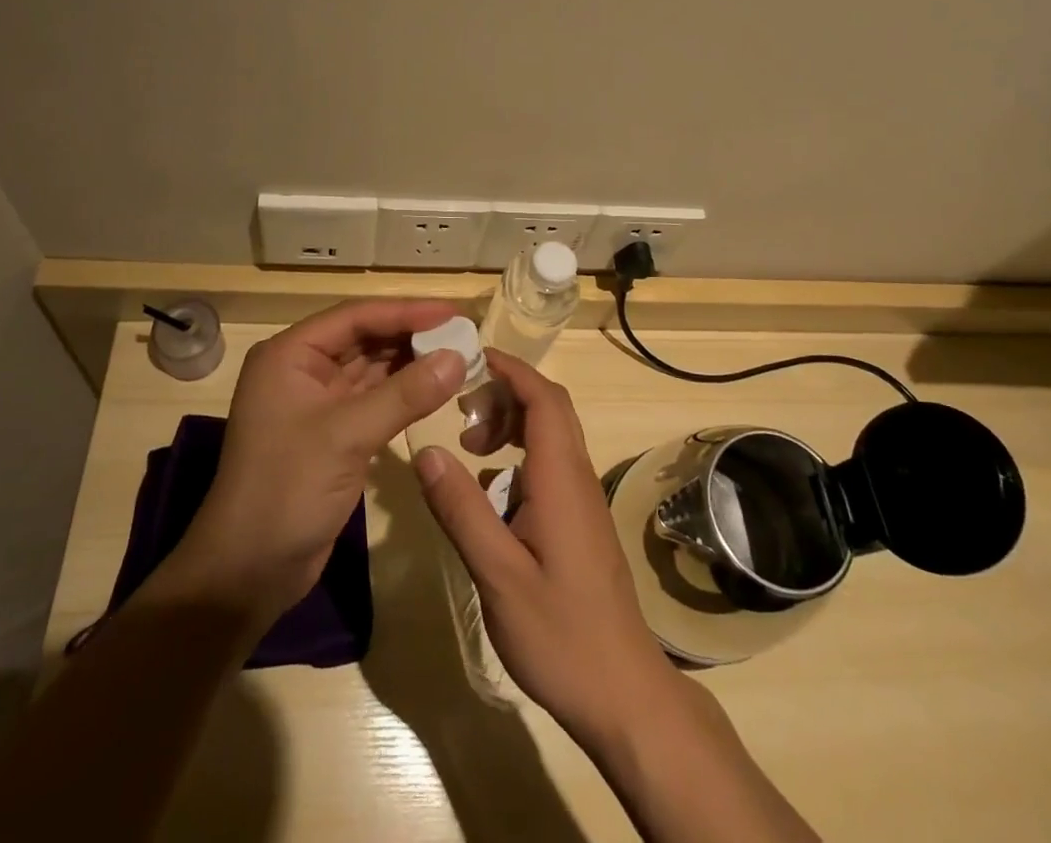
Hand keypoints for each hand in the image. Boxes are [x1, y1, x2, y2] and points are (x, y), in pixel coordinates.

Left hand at [164, 299, 466, 622]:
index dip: (406, 311)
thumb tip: (459, 357)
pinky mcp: (332, 434)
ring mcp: (317, 403)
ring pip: (372, 369)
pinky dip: (403, 393)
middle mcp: (302, 370)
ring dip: (411, 363)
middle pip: (365, 339)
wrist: (248, 573)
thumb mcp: (348, 436)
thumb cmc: (287, 490)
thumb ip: (405, 394)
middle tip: (463, 332)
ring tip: (459, 355)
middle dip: (412, 335)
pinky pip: (374, 399)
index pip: (356, 317)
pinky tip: (435, 389)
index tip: (453, 311)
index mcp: (291, 355)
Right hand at [412, 350, 680, 745]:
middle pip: (548, 407)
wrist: (624, 693)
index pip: (542, 397)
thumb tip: (427, 450)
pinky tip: (490, 492)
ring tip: (470, 445)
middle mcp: (577, 477)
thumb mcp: (498, 574)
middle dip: (505, 393)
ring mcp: (582, 500)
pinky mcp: (580, 522)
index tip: (470, 357)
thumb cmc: (561, 633)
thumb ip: (462, 510)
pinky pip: (550, 465)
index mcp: (561, 477)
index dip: (510, 369)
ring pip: (550, 436)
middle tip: (461, 407)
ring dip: (511, 424)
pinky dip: (518, 456)